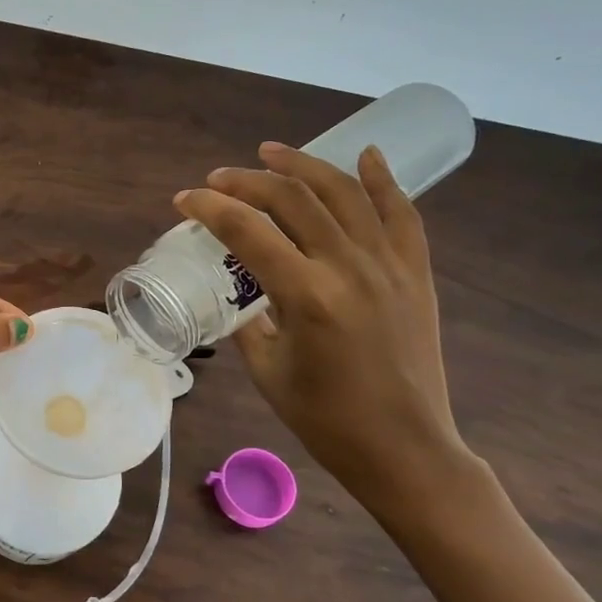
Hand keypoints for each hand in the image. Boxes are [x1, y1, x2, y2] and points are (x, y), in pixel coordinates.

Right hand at [174, 144, 473, 511]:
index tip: (185, 200)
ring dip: (303, 165)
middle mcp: (349, 268)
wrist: (404, 449)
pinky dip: (382, 180)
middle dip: (247, 181)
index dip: (209, 208)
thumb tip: (237, 290)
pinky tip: (365, 154)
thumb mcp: (267, 370)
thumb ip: (248, 320)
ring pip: (344, 193)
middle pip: (293, 200)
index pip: (247, 231)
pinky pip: (402, 214)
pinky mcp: (416, 274)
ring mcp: (389, 266)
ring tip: (271, 153)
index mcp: (307, 297)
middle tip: (219, 179)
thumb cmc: (325, 419)